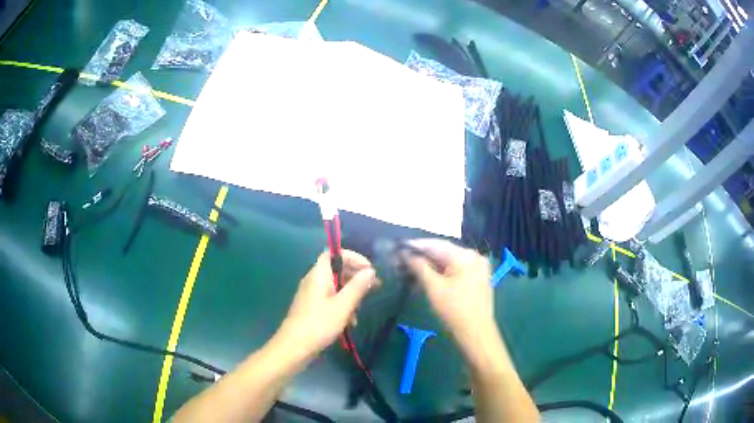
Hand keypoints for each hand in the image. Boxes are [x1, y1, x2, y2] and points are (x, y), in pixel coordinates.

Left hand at [275, 250, 378, 361]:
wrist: (295, 347)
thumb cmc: (319, 323)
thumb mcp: (343, 305)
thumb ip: (357, 286)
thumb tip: (370, 270)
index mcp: (318, 274)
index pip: (334, 253)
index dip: (353, 257)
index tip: (369, 269)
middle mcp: (313, 280)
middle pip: (336, 270)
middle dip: (355, 277)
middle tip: (374, 287)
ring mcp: (311, 295)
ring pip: (335, 286)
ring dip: (350, 294)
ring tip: (361, 309)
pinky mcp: (311, 308)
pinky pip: (330, 299)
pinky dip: (342, 306)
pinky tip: (350, 322)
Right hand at [405, 239, 493, 350]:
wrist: (476, 333)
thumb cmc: (454, 310)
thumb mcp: (433, 287)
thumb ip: (419, 267)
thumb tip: (405, 254)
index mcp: (466, 256)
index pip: (437, 245)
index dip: (416, 246)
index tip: (399, 247)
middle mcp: (474, 257)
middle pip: (443, 253)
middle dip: (423, 258)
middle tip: (402, 260)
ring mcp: (478, 269)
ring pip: (449, 263)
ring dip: (431, 267)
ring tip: (411, 271)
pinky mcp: (477, 280)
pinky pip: (456, 271)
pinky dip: (441, 274)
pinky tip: (427, 279)